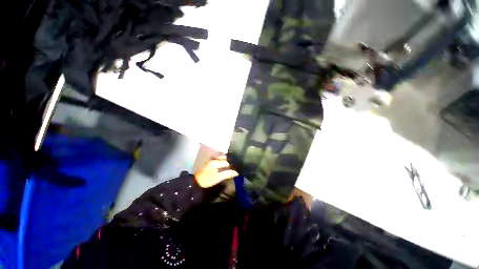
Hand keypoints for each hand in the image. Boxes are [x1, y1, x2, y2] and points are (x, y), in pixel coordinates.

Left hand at [194, 155, 237, 187]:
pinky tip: (224, 165)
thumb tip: (236, 172)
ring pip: (221, 157)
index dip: (232, 166)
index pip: (227, 162)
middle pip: (224, 157)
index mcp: (216, 162)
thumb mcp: (218, 178)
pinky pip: (218, 159)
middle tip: (234, 165)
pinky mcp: (209, 162)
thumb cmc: (207, 180)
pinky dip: (222, 161)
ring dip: (226, 160)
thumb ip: (227, 174)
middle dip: (229, 160)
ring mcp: (211, 159)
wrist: (195, 182)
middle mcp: (213, 158)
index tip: (236, 169)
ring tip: (230, 165)